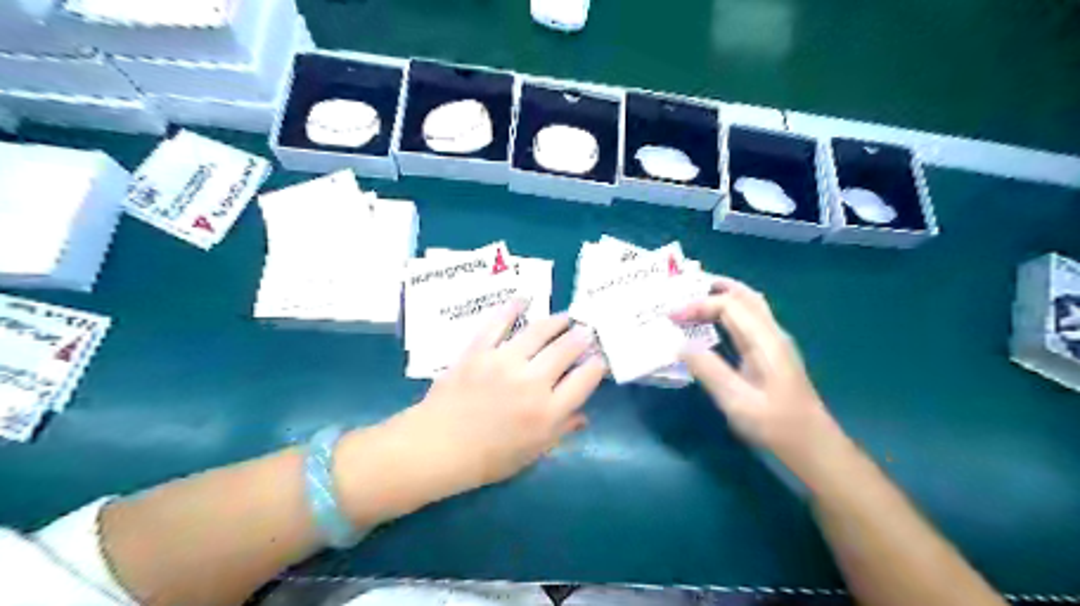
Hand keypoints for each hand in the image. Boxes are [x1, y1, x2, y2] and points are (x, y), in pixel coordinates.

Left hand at [396, 301, 606, 496]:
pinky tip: (524, 300)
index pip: (585, 379)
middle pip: (566, 349)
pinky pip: (499, 323)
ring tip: (565, 317)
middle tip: (587, 331)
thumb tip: (583, 416)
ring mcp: (503, 362)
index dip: (597, 365)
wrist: (436, 448)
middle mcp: (531, 382)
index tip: (599, 359)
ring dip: (557, 321)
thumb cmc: (487, 459)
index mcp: (547, 412)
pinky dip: (512, 308)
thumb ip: (560, 431)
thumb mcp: (531, 454)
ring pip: (539, 331)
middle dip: (582, 337)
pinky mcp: (479, 350)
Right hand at [673, 276, 843, 462]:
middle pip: (744, 296)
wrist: (811, 444)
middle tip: (683, 289)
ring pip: (749, 305)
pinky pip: (748, 320)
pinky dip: (727, 313)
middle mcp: (772, 334)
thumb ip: (708, 370)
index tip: (670, 317)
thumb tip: (680, 346)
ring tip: (693, 299)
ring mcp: (774, 342)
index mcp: (764, 340)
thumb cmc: (774, 424)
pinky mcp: (771, 353)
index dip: (697, 306)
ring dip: (722, 297)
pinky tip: (712, 325)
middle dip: (713, 288)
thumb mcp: (736, 400)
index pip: (729, 306)